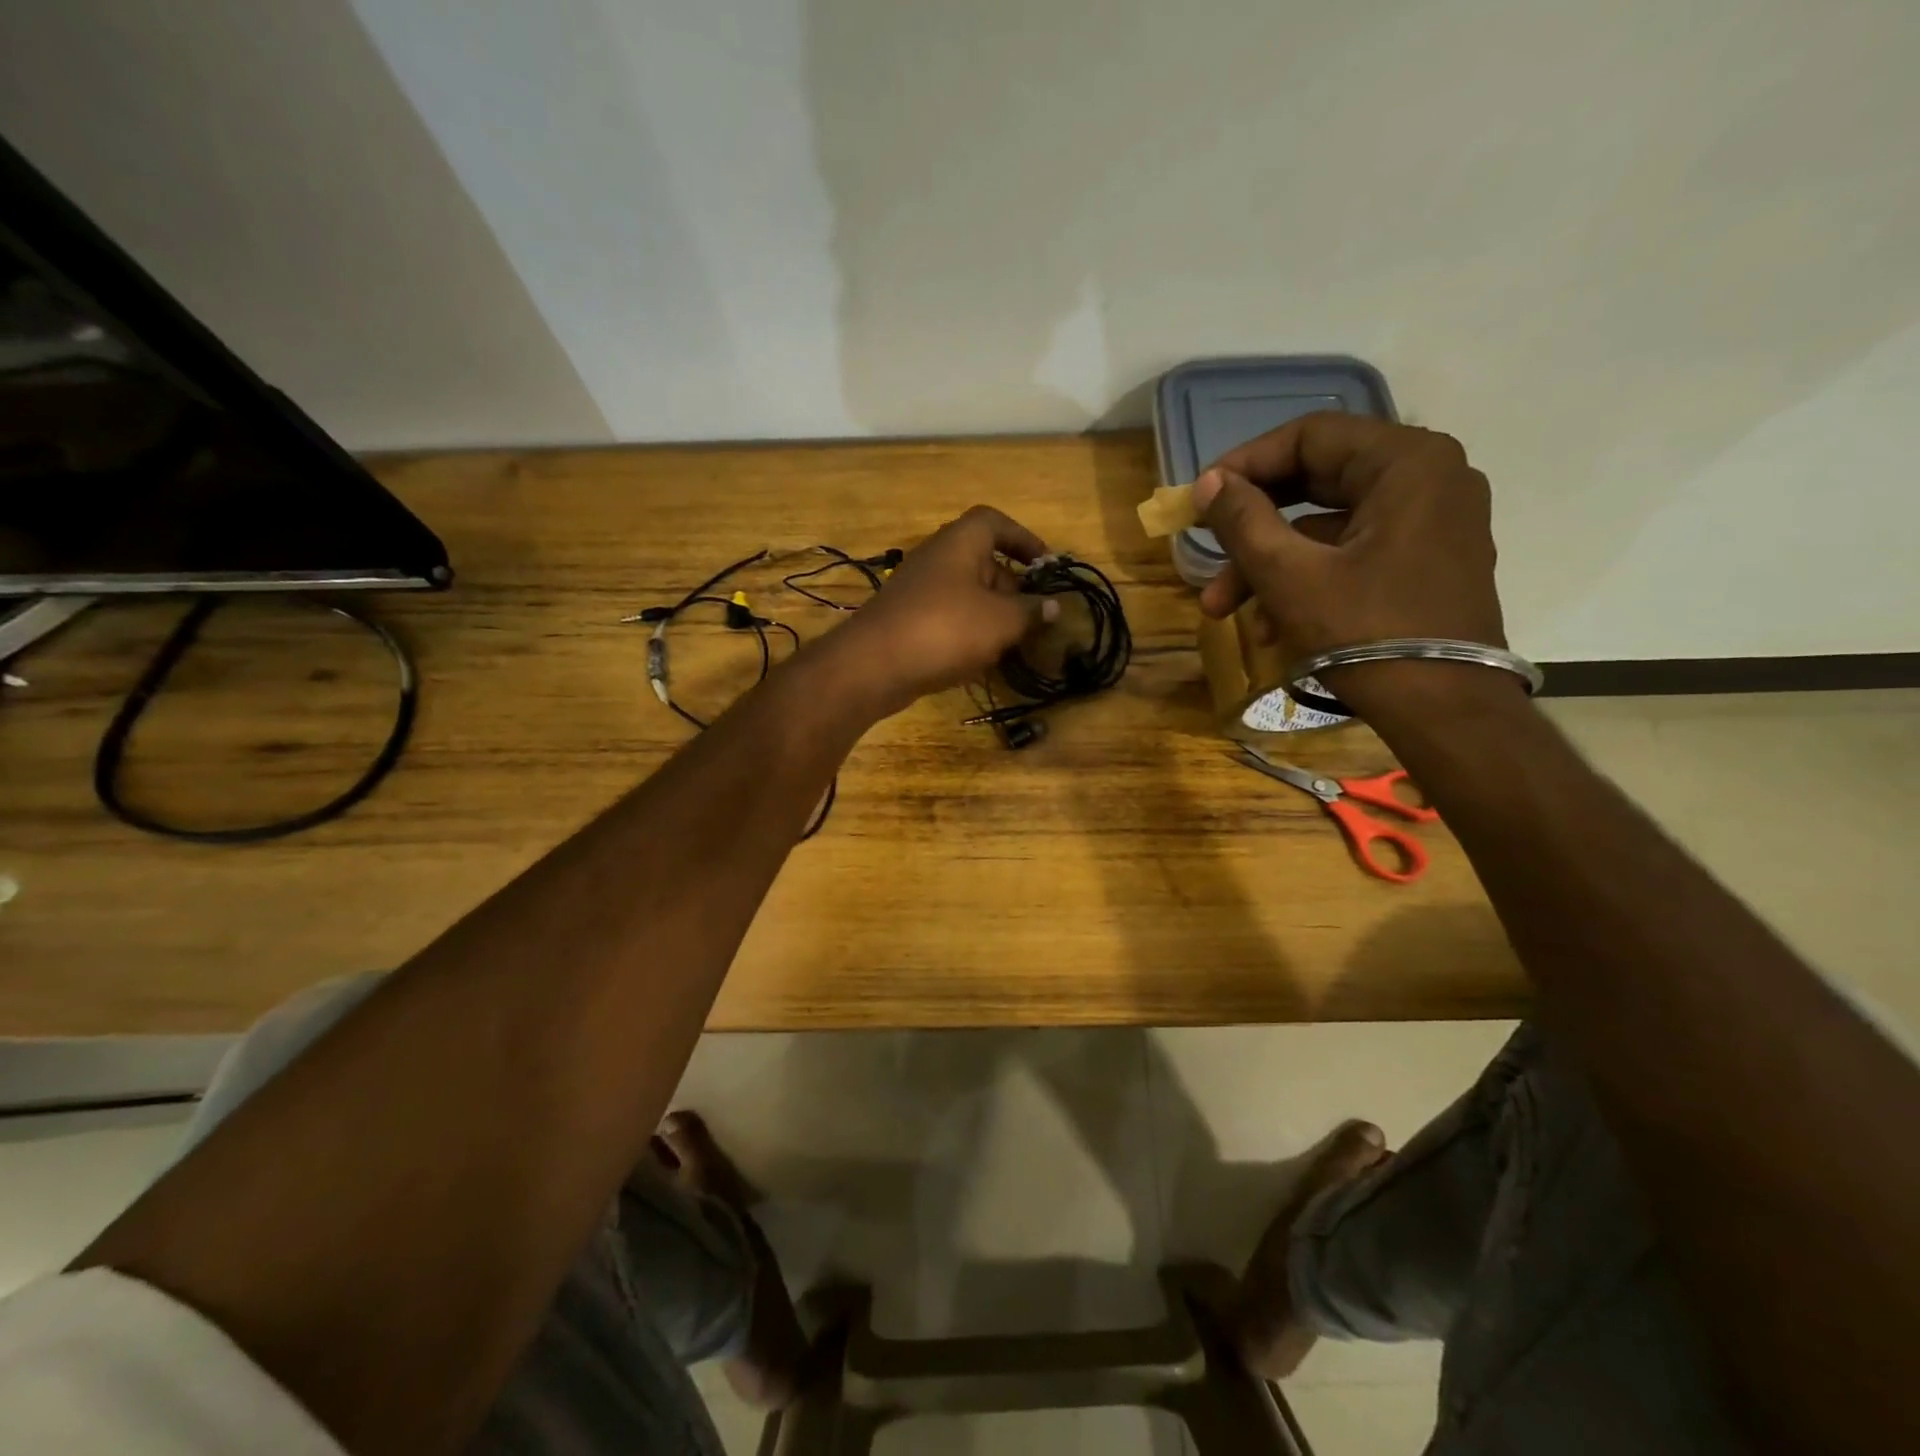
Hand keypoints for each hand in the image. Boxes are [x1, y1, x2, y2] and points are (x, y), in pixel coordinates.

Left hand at [828, 506, 1059, 716]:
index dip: (1024, 539)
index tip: (1045, 565)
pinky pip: (948, 616)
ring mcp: (919, 589)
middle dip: (1012, 587)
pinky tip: (978, 659)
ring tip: (1010, 643)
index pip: (995, 522)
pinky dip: (967, 631)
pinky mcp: (907, 618)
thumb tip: (1054, 606)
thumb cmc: (945, 630)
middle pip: (983, 561)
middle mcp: (937, 557)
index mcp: (960, 543)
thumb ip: (1031, 612)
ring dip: (992, 613)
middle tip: (1032, 616)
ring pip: (966, 593)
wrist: (873, 665)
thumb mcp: (1001, 621)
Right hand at [1191, 413, 1510, 714]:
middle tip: (1204, 551)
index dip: (1245, 464)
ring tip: (1221, 612)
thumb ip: (1242, 520)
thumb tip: (1207, 482)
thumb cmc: (1366, 632)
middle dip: (1251, 528)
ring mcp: (1432, 523)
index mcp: (1406, 462)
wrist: (1445, 711)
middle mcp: (1428, 478)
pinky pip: (1352, 555)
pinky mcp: (1426, 562)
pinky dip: (1306, 580)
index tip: (1200, 498)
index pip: (1310, 437)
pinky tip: (1267, 627)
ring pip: (1327, 527)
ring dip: (1269, 566)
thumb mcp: (1289, 575)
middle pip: (1317, 483)